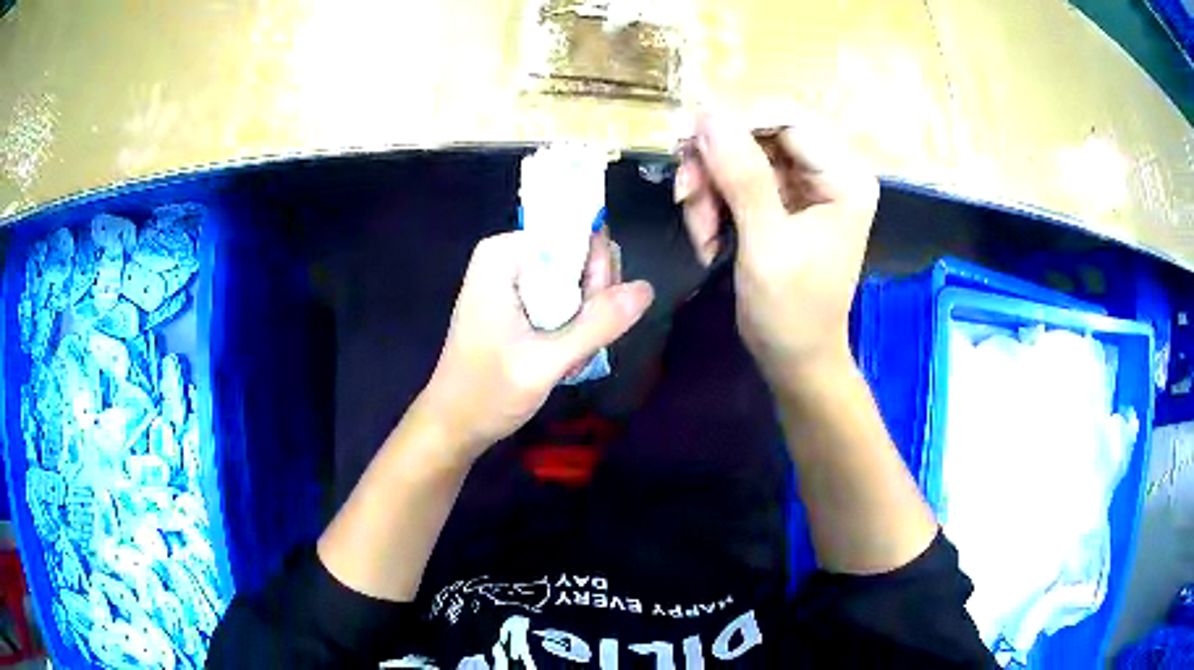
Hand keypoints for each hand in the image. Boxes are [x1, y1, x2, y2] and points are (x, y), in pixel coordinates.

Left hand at [417, 230, 652, 458]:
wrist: (455, 424)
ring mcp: (515, 277)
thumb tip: (646, 288)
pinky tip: (563, 357)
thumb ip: (596, 324)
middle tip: (574, 347)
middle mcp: (510, 255)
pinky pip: (566, 297)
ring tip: (565, 358)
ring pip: (579, 281)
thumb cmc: (487, 393)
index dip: (596, 274)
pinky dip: (573, 328)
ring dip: (585, 321)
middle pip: (581, 257)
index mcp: (505, 254)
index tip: (591, 319)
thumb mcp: (545, 362)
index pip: (577, 238)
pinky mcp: (520, 298)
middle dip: (591, 302)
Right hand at [675, 113, 878, 376]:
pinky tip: (708, 239)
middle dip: (715, 164)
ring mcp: (805, 185)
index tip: (688, 146)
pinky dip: (714, 203)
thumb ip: (741, 174)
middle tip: (685, 196)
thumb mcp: (766, 243)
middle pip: (759, 133)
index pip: (785, 119)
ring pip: (740, 155)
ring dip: (709, 188)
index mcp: (844, 177)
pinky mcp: (784, 200)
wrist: (796, 359)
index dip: (733, 124)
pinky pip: (738, 180)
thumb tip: (707, 113)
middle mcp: (829, 170)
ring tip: (700, 233)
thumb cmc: (792, 311)